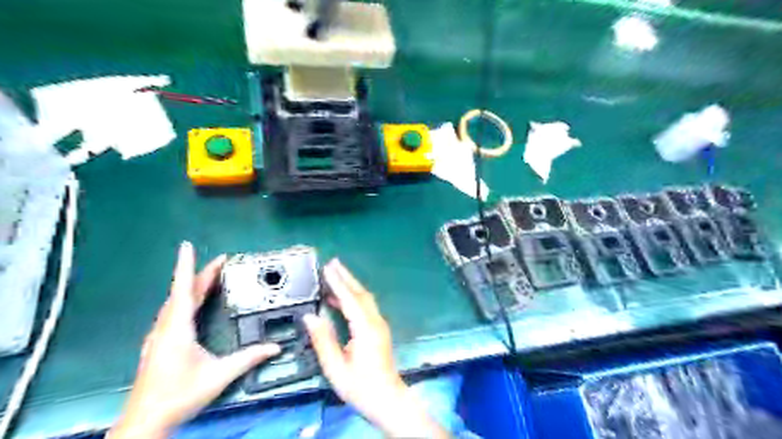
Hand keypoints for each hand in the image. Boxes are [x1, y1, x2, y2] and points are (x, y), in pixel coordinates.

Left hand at [107, 244, 280, 438]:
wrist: (146, 422)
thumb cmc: (180, 395)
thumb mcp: (219, 375)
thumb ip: (248, 358)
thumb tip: (275, 347)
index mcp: (178, 328)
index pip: (183, 290)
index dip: (186, 266)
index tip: (187, 246)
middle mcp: (166, 327)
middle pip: (182, 293)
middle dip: (201, 274)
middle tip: (221, 261)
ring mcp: (159, 336)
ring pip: (175, 303)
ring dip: (192, 287)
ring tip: (210, 278)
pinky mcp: (158, 345)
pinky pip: (173, 313)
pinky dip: (185, 300)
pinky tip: (192, 305)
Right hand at [303, 259, 448, 437]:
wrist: (387, 399)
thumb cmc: (360, 386)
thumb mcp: (336, 367)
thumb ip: (323, 341)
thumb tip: (310, 317)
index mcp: (365, 329)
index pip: (350, 299)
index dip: (338, 283)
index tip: (328, 268)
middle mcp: (375, 322)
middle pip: (361, 293)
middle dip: (347, 277)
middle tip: (333, 262)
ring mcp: (379, 325)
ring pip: (365, 299)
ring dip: (350, 286)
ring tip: (334, 276)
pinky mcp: (379, 330)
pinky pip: (365, 307)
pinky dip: (353, 298)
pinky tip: (340, 300)